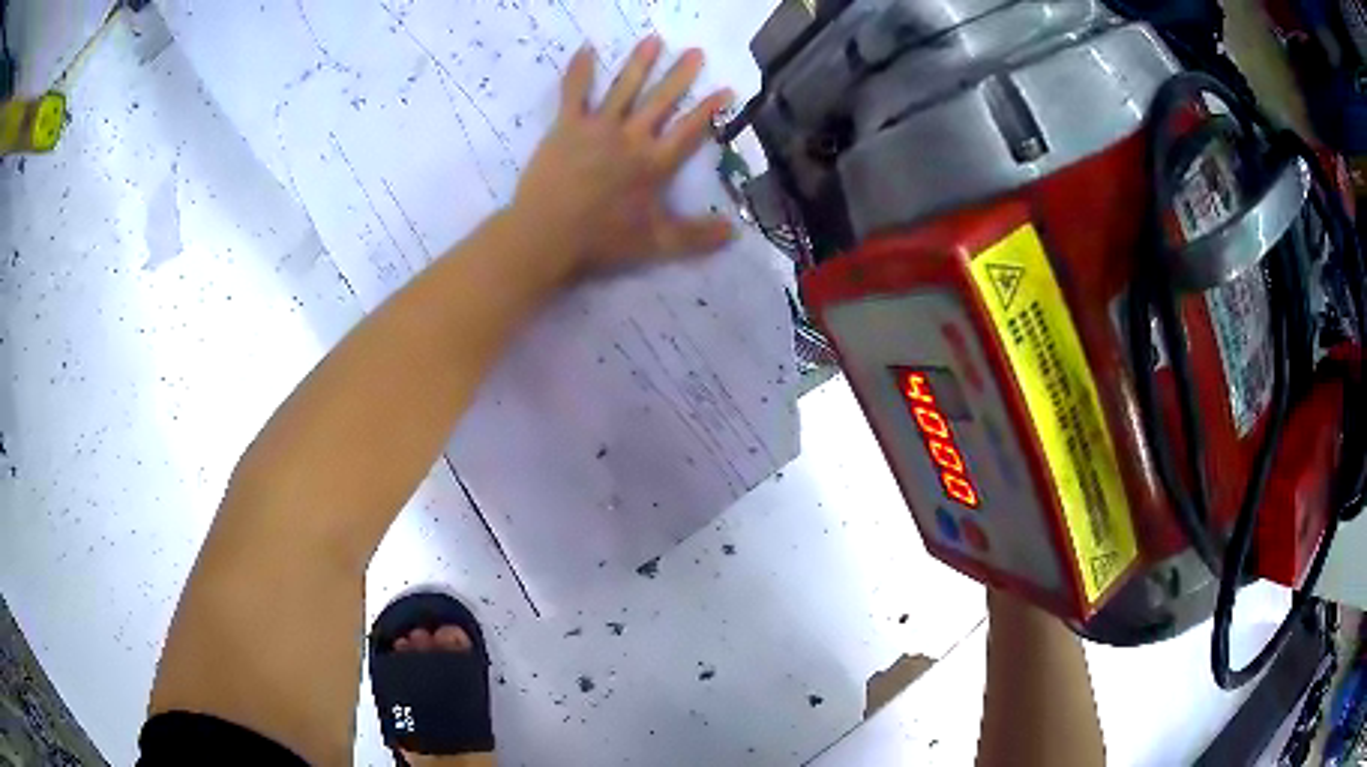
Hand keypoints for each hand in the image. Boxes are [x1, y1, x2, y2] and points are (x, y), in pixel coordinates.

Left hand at [511, 36, 735, 282]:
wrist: (546, 235)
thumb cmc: (602, 240)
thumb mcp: (656, 243)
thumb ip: (696, 237)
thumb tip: (734, 231)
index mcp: (654, 163)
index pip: (690, 130)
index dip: (709, 109)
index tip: (726, 88)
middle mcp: (631, 137)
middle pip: (661, 100)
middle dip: (680, 75)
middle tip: (695, 52)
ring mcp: (597, 128)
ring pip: (623, 88)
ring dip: (639, 63)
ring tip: (652, 40)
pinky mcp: (566, 126)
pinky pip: (574, 92)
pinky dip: (579, 70)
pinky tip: (586, 48)